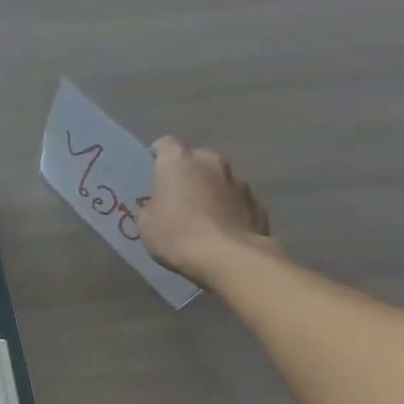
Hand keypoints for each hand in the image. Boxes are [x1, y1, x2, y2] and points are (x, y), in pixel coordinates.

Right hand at [135, 137, 278, 285]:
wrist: (229, 258)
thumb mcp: (146, 224)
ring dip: (210, 191)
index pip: (165, 145)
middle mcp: (211, 162)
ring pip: (218, 179)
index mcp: (178, 162)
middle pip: (196, 160)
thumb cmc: (177, 235)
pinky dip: (228, 209)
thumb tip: (160, 204)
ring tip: (202, 217)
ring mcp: (238, 181)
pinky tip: (221, 230)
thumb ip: (151, 206)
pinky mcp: (257, 203)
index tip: (152, 175)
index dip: (157, 157)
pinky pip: (236, 200)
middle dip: (188, 174)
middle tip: (177, 197)